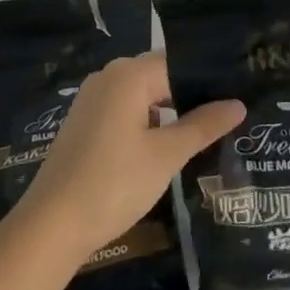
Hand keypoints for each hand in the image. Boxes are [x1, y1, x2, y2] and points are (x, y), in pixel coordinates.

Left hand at [17, 53, 244, 263]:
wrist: (51, 226)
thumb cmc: (114, 183)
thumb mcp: (166, 155)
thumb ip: (203, 126)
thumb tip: (238, 104)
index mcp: (129, 74)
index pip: (179, 63)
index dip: (208, 79)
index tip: (237, 92)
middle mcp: (109, 77)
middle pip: (160, 76)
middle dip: (190, 94)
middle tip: (227, 113)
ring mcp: (92, 99)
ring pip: (142, 94)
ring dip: (169, 111)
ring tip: (203, 130)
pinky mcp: (83, 122)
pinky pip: (125, 110)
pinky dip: (147, 122)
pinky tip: (165, 145)